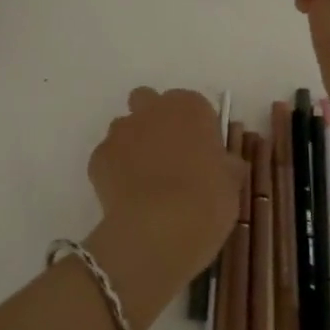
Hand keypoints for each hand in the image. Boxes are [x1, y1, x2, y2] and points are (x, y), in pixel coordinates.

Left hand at [84, 88, 241, 326]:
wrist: (160, 228)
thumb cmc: (206, 199)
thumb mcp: (231, 183)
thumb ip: (226, 166)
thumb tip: (226, 165)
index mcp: (190, 107)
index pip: (193, 105)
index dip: (196, 128)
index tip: (202, 152)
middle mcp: (152, 109)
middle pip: (148, 101)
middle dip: (154, 120)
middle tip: (168, 156)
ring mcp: (121, 131)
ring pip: (124, 128)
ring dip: (133, 144)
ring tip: (145, 180)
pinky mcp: (98, 157)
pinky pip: (108, 157)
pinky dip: (115, 171)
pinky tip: (128, 196)